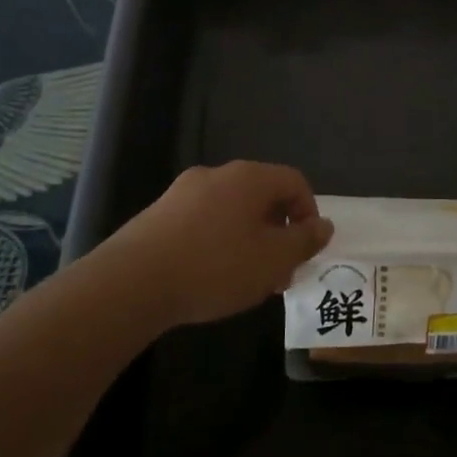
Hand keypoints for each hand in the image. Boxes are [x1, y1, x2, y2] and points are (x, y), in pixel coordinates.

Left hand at [95, 161, 332, 330]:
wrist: (132, 282)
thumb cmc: (215, 266)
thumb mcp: (273, 259)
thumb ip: (304, 241)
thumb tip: (324, 225)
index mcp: (249, 177)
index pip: (294, 181)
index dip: (309, 213)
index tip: (306, 249)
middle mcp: (217, 174)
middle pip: (262, 196)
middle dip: (278, 232)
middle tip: (279, 272)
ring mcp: (183, 192)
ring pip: (232, 210)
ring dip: (249, 240)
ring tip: (247, 281)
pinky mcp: (159, 214)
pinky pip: (203, 221)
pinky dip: (218, 243)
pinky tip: (211, 277)